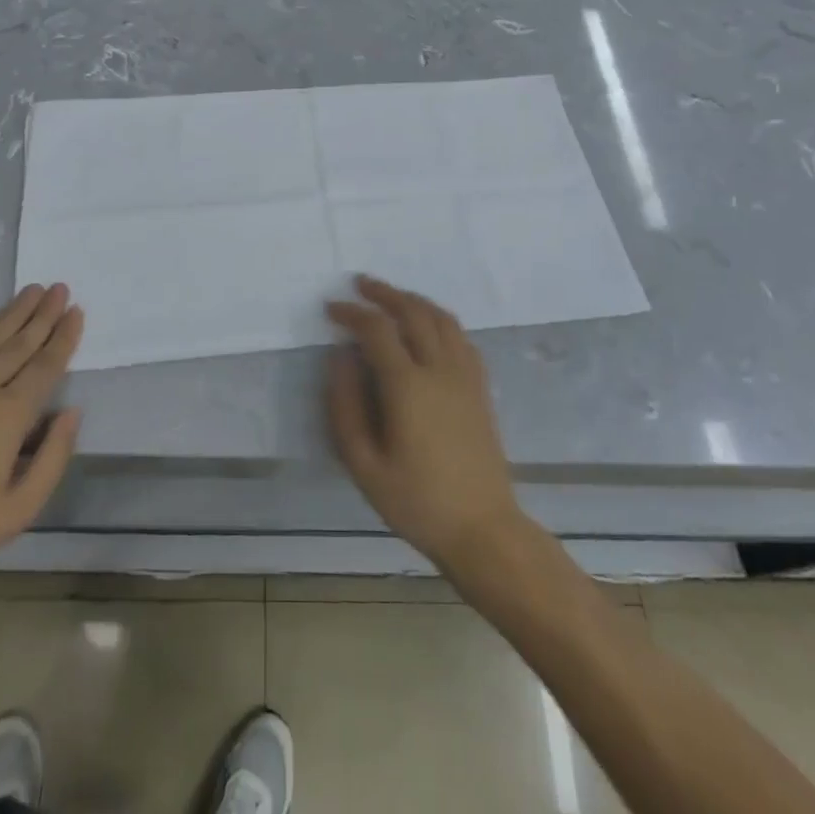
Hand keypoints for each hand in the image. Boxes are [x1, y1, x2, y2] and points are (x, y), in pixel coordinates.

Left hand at [0, 284, 83, 602]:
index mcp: (7, 416)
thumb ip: (53, 457)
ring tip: (32, 291)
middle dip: (42, 314)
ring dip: (13, 313)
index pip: (45, 366)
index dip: (63, 338)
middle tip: (60, 288)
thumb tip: (71, 412)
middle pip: (18, 343)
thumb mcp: (18, 511)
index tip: (77, 311)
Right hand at [324, 276, 525, 575]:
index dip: (352, 313)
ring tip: (392, 297)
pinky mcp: (481, 387)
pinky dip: (440, 319)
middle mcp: (439, 369)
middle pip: (412, 311)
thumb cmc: (417, 502)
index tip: (331, 308)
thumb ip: (345, 406)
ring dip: (414, 300)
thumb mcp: (364, 465)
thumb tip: (340, 357)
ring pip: (441, 318)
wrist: (483, 529)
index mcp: (408, 386)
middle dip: (384, 293)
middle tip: (361, 284)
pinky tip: (429, 327)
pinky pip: (461, 336)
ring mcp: (465, 375)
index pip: (376, 329)